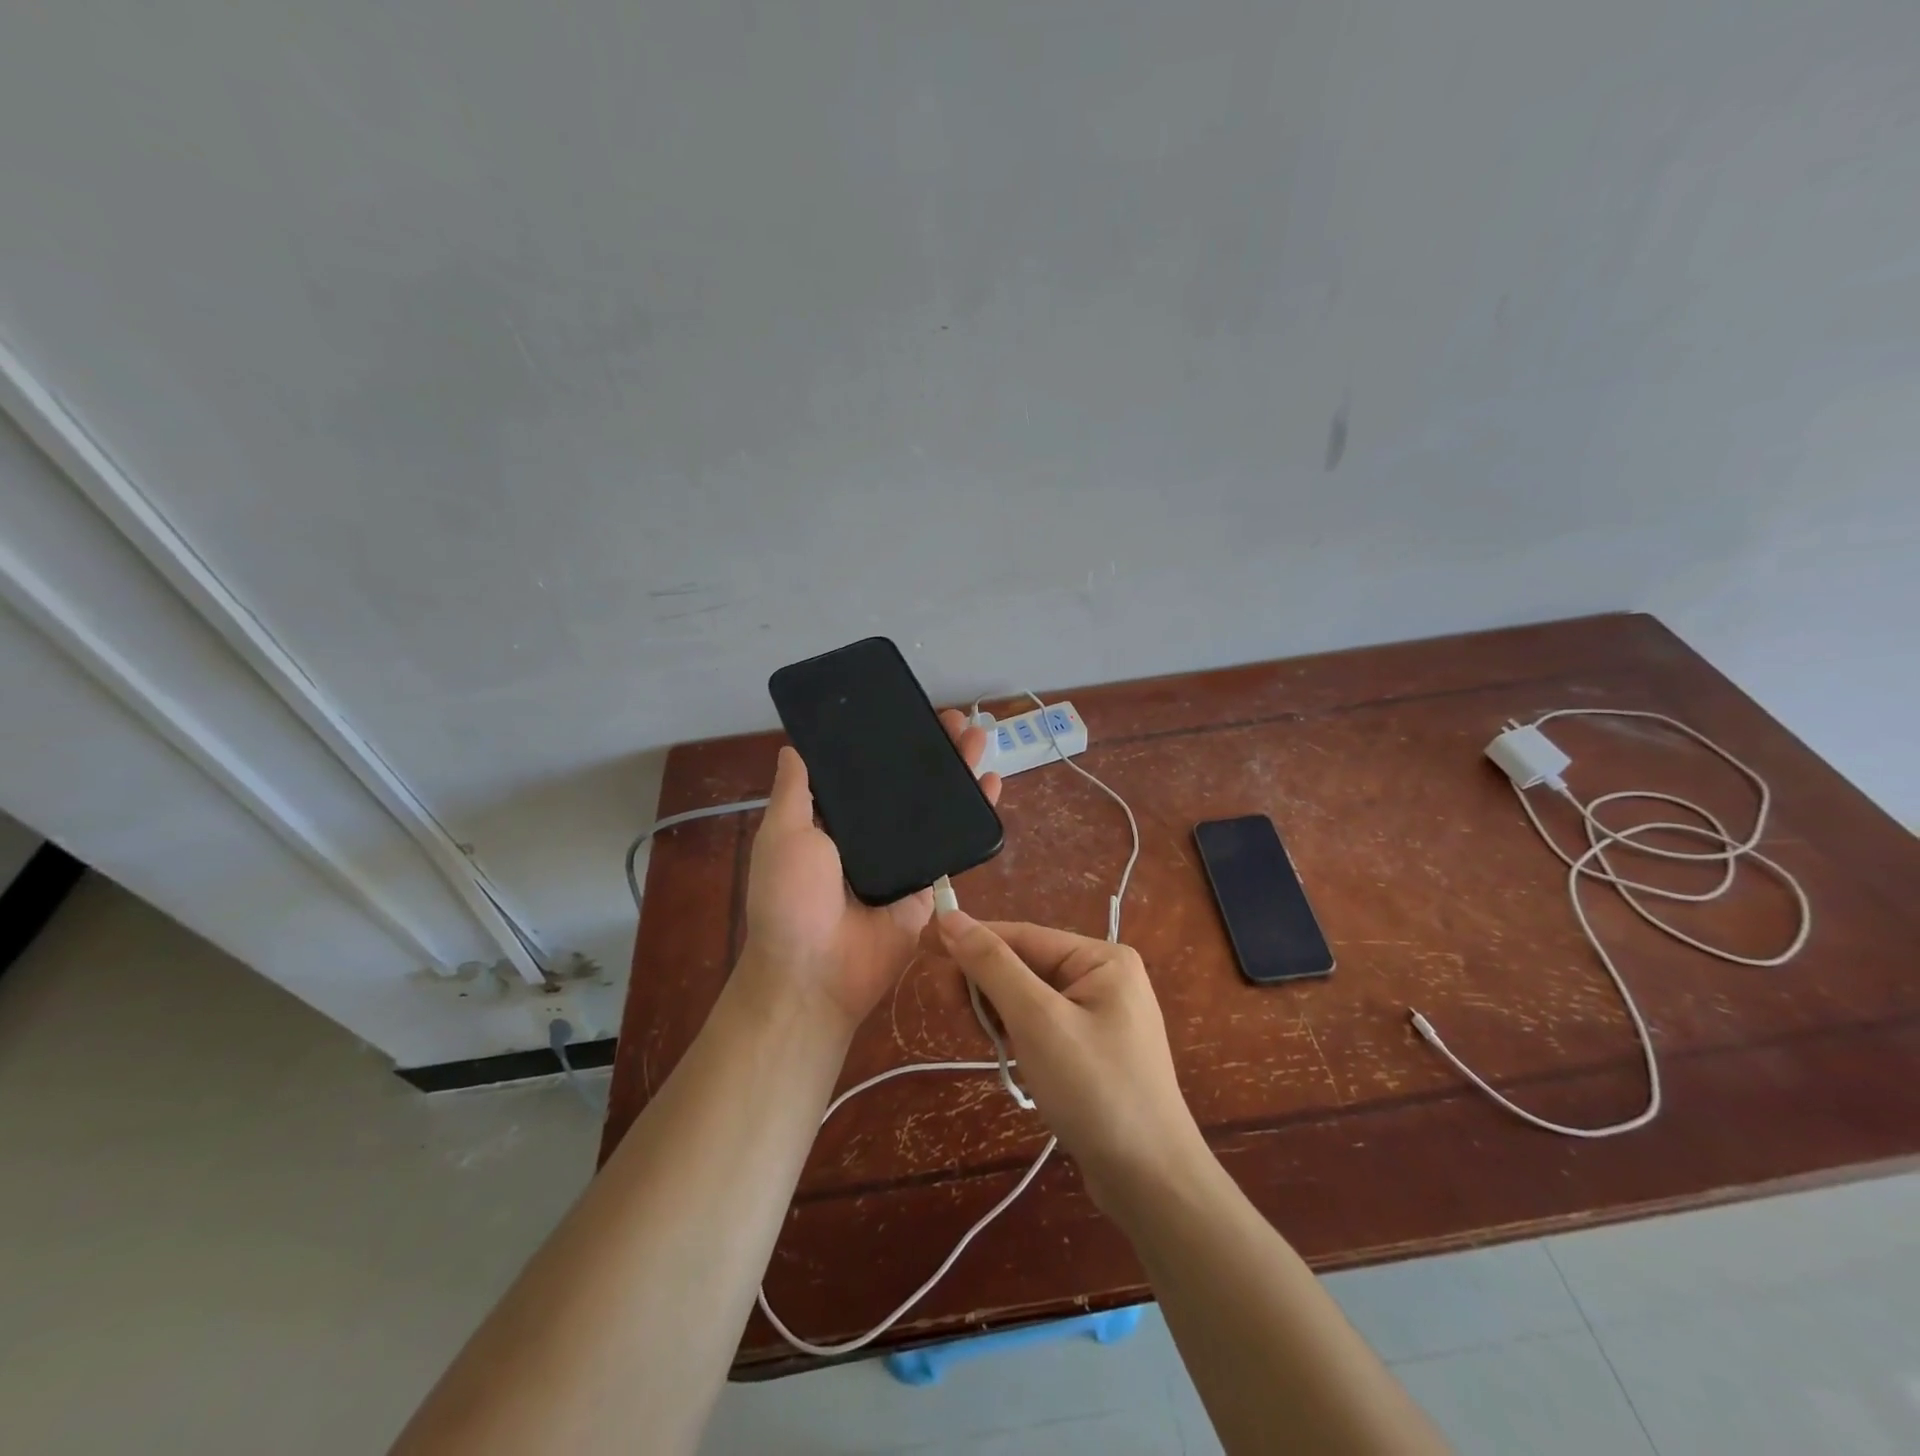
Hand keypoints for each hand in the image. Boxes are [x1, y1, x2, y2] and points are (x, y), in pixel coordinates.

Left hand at [740, 709, 1001, 1032]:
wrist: (817, 972)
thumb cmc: (791, 899)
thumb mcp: (783, 836)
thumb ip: (794, 793)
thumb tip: (792, 748)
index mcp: (834, 822)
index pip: (866, 772)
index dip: (887, 742)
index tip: (907, 712)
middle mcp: (871, 835)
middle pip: (908, 785)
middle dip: (932, 751)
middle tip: (955, 720)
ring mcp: (903, 858)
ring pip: (936, 808)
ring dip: (958, 773)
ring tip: (979, 737)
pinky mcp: (930, 883)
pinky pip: (954, 845)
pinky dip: (975, 816)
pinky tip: (991, 784)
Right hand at [933, 913, 1207, 1212]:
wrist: (1152, 1184)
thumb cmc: (1095, 1090)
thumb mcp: (1037, 1020)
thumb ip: (993, 965)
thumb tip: (950, 917)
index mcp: (1102, 958)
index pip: (1022, 936)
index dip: (971, 940)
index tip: (924, 947)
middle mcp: (1104, 978)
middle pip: (1025, 964)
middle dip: (984, 983)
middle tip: (947, 1007)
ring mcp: (1100, 1016)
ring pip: (1028, 997)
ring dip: (997, 1012)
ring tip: (977, 1038)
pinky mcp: (1091, 1051)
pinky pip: (1041, 1025)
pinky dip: (1015, 1035)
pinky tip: (1002, 1054)